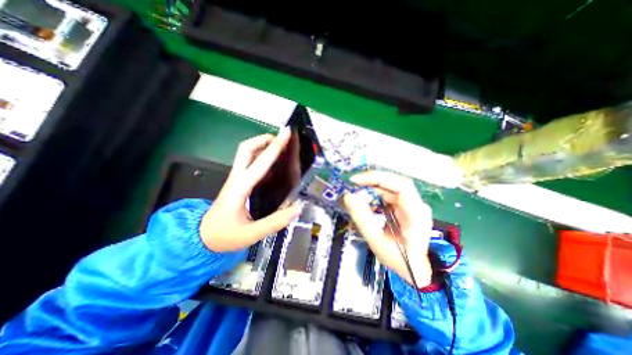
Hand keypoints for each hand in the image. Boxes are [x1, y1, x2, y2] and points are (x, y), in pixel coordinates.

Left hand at [201, 130, 302, 252]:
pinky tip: (274, 165)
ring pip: (247, 153)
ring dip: (263, 146)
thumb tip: (298, 207)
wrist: (203, 238)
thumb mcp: (251, 234)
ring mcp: (236, 179)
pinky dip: (262, 157)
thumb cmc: (225, 236)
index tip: (286, 134)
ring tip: (281, 149)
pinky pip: (250, 163)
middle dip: (264, 139)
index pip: (260, 163)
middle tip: (282, 140)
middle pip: (246, 148)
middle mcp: (237, 178)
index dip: (274, 147)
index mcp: (240, 188)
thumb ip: (276, 222)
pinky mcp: (239, 182)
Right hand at [344, 171, 431, 287]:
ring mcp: (412, 204)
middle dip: (372, 181)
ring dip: (372, 186)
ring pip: (391, 186)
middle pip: (395, 182)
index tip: (356, 180)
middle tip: (352, 184)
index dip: (378, 178)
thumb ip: (363, 219)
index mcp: (416, 214)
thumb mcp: (377, 242)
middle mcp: (417, 204)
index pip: (401, 186)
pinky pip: (389, 192)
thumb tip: (348, 196)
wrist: (415, 270)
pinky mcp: (405, 205)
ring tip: (356, 192)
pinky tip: (365, 198)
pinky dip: (375, 192)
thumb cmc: (399, 260)